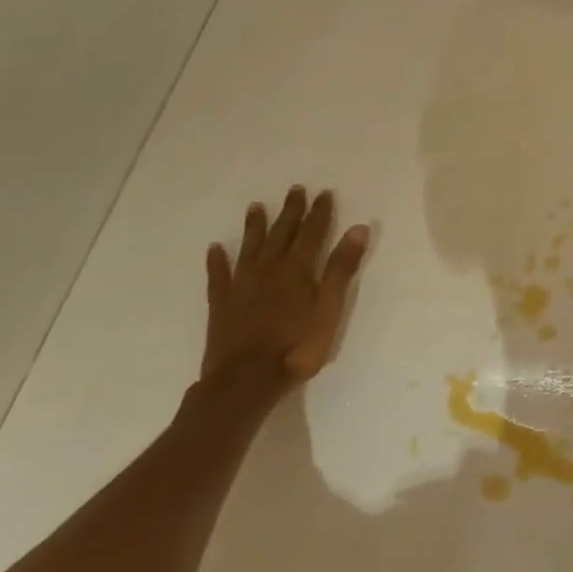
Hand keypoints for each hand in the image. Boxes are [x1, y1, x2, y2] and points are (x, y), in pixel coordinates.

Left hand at [203, 186, 370, 387]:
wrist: (246, 381)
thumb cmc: (297, 347)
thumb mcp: (330, 308)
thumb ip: (341, 269)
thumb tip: (358, 229)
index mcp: (297, 270)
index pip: (311, 233)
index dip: (319, 213)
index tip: (324, 193)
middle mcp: (268, 270)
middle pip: (281, 234)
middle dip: (290, 211)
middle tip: (295, 189)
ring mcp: (242, 286)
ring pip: (249, 248)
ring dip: (255, 227)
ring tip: (255, 207)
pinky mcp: (221, 304)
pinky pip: (218, 276)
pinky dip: (217, 261)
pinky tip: (214, 249)